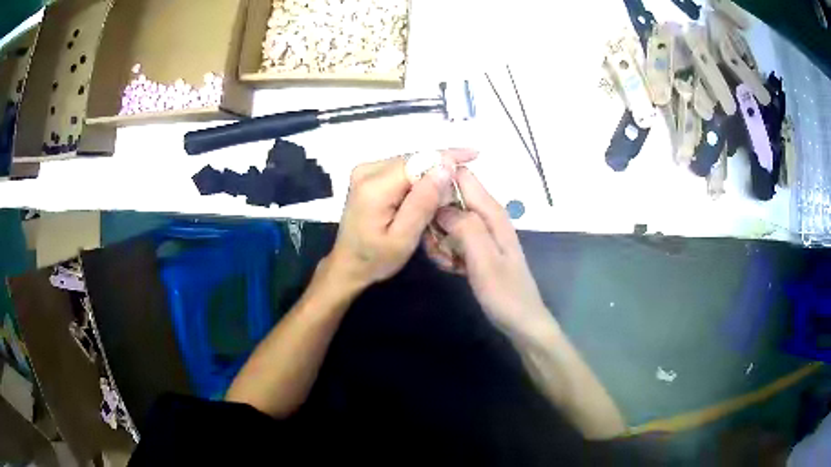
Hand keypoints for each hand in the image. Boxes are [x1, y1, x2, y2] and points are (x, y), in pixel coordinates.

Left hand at [328, 149, 477, 290]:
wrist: (348, 264)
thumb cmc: (376, 259)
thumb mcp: (404, 238)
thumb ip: (423, 202)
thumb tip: (445, 167)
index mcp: (374, 186)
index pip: (418, 161)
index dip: (447, 157)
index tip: (474, 155)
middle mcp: (367, 170)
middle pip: (414, 159)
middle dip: (442, 165)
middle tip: (468, 178)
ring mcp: (365, 171)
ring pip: (410, 162)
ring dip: (432, 171)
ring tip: (455, 183)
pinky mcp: (368, 175)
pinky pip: (402, 169)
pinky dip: (420, 176)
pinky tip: (434, 187)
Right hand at [427, 167, 550, 333]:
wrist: (521, 321)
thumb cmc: (504, 292)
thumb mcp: (484, 258)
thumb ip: (464, 226)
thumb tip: (440, 205)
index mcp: (491, 211)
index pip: (461, 175)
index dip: (439, 180)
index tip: (420, 201)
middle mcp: (486, 215)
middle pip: (450, 198)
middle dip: (435, 217)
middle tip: (435, 245)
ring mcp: (481, 232)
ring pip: (447, 220)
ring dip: (439, 238)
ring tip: (445, 261)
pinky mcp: (477, 247)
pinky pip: (452, 238)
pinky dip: (446, 250)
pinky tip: (451, 267)